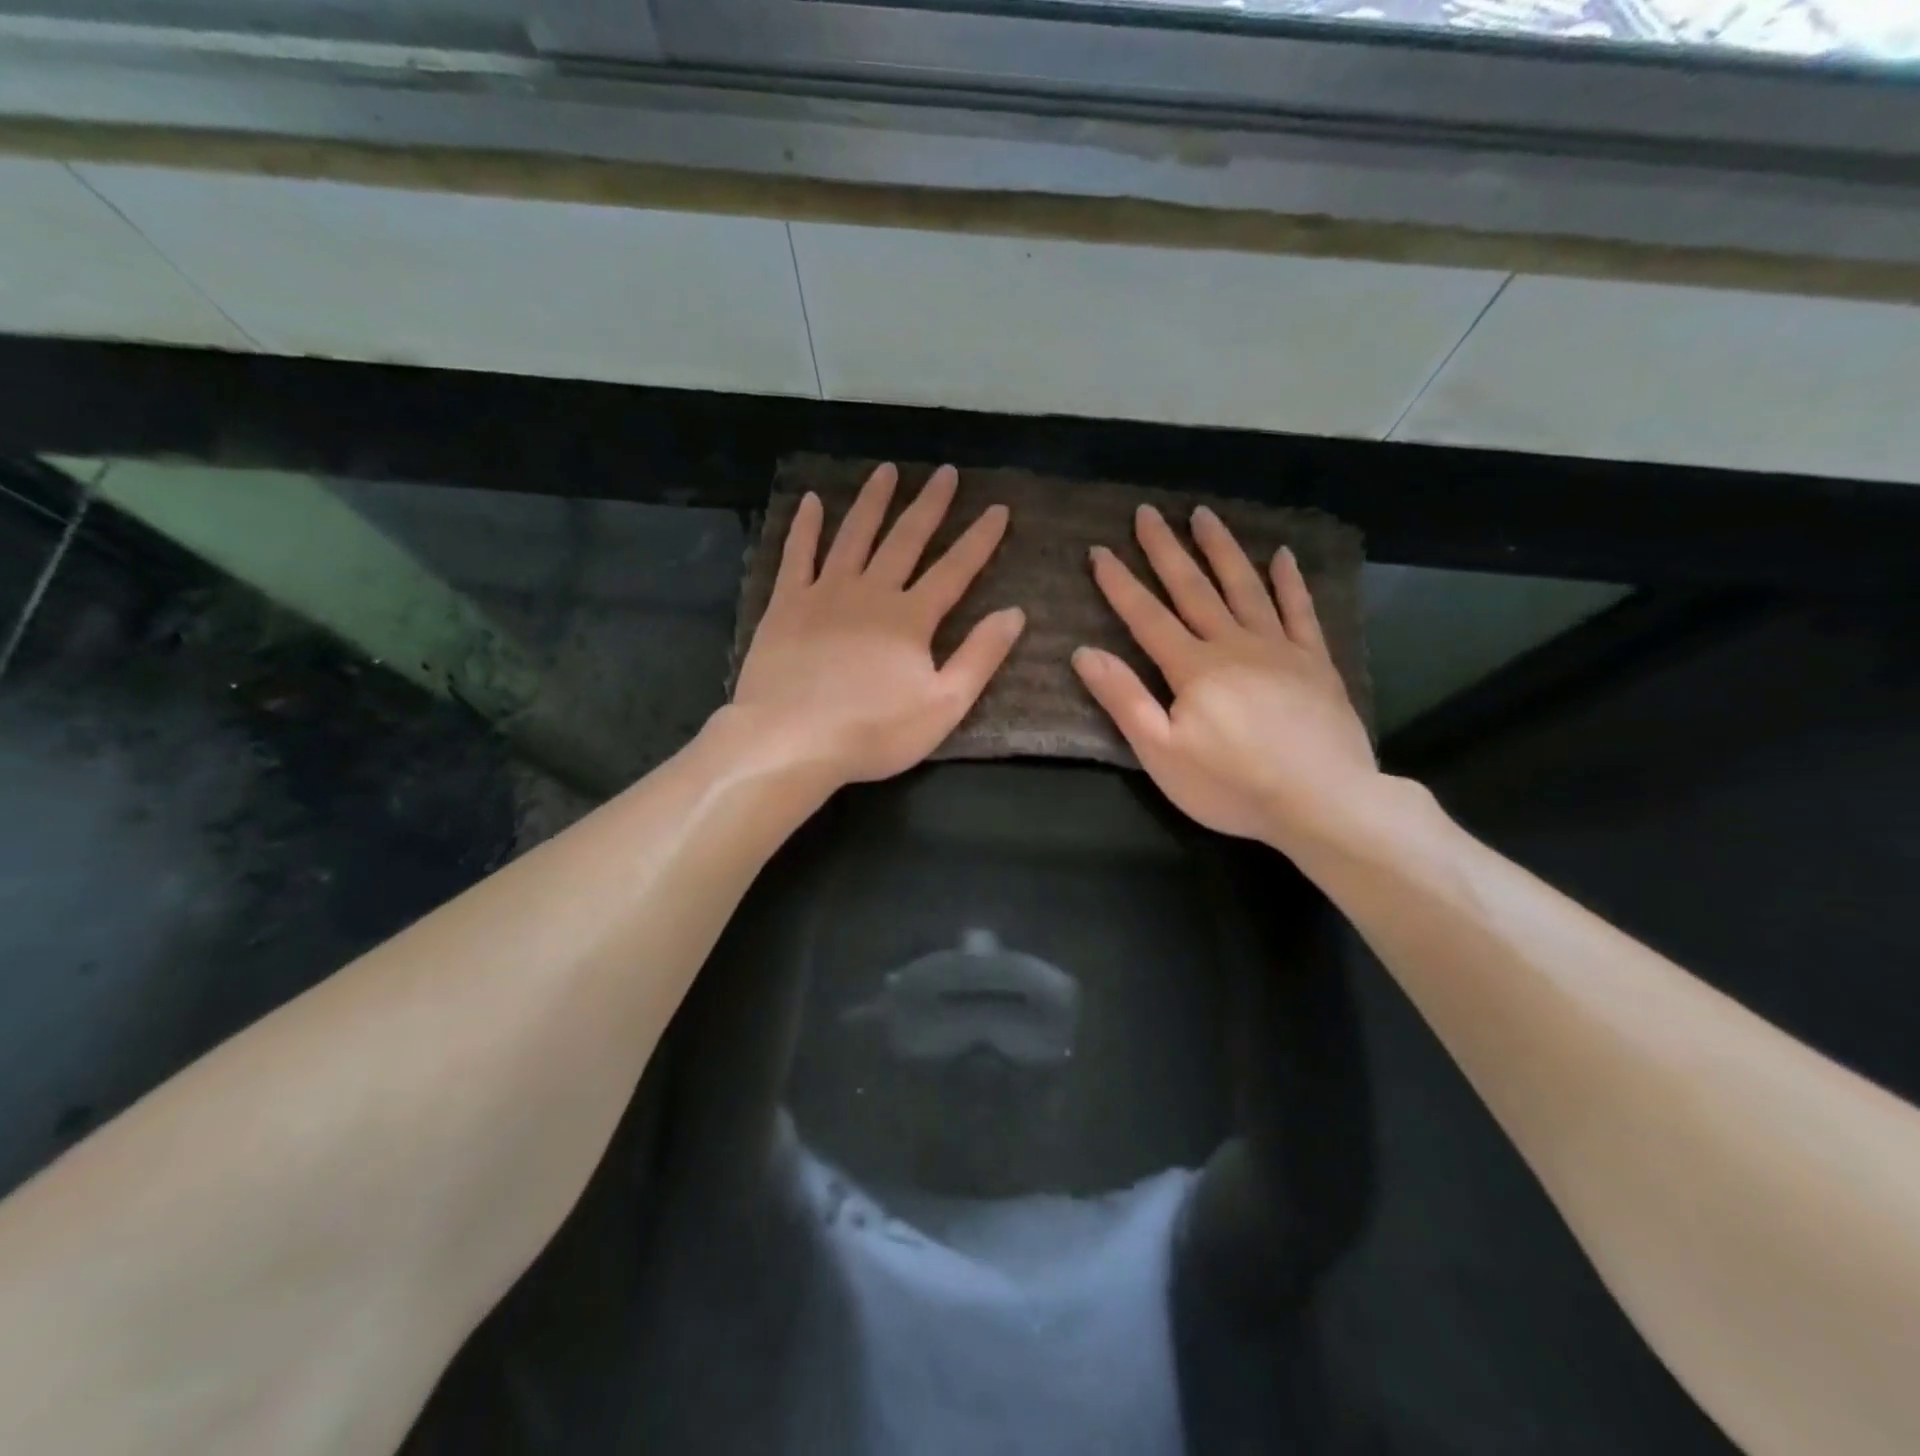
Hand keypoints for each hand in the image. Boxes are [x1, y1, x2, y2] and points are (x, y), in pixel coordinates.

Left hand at [729, 463, 1023, 788]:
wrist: (791, 739)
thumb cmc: (873, 731)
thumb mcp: (943, 705)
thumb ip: (980, 657)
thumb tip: (1015, 614)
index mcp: (911, 618)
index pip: (955, 570)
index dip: (979, 539)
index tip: (998, 509)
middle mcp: (871, 592)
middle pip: (905, 540)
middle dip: (930, 505)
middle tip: (946, 472)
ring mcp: (825, 593)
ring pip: (854, 535)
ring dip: (873, 501)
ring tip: (887, 471)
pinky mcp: (786, 604)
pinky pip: (797, 555)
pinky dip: (804, 526)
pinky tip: (810, 501)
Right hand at [1073, 503, 1377, 851]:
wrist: (1324, 802)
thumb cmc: (1232, 786)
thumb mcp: (1162, 753)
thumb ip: (1124, 700)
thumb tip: (1085, 653)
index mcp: (1193, 668)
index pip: (1147, 617)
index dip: (1120, 583)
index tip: (1099, 550)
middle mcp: (1234, 645)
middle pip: (1194, 589)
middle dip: (1166, 550)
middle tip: (1147, 512)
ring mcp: (1279, 649)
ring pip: (1245, 587)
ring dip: (1221, 550)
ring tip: (1204, 515)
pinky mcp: (1316, 663)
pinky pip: (1300, 611)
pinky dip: (1290, 582)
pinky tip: (1283, 556)